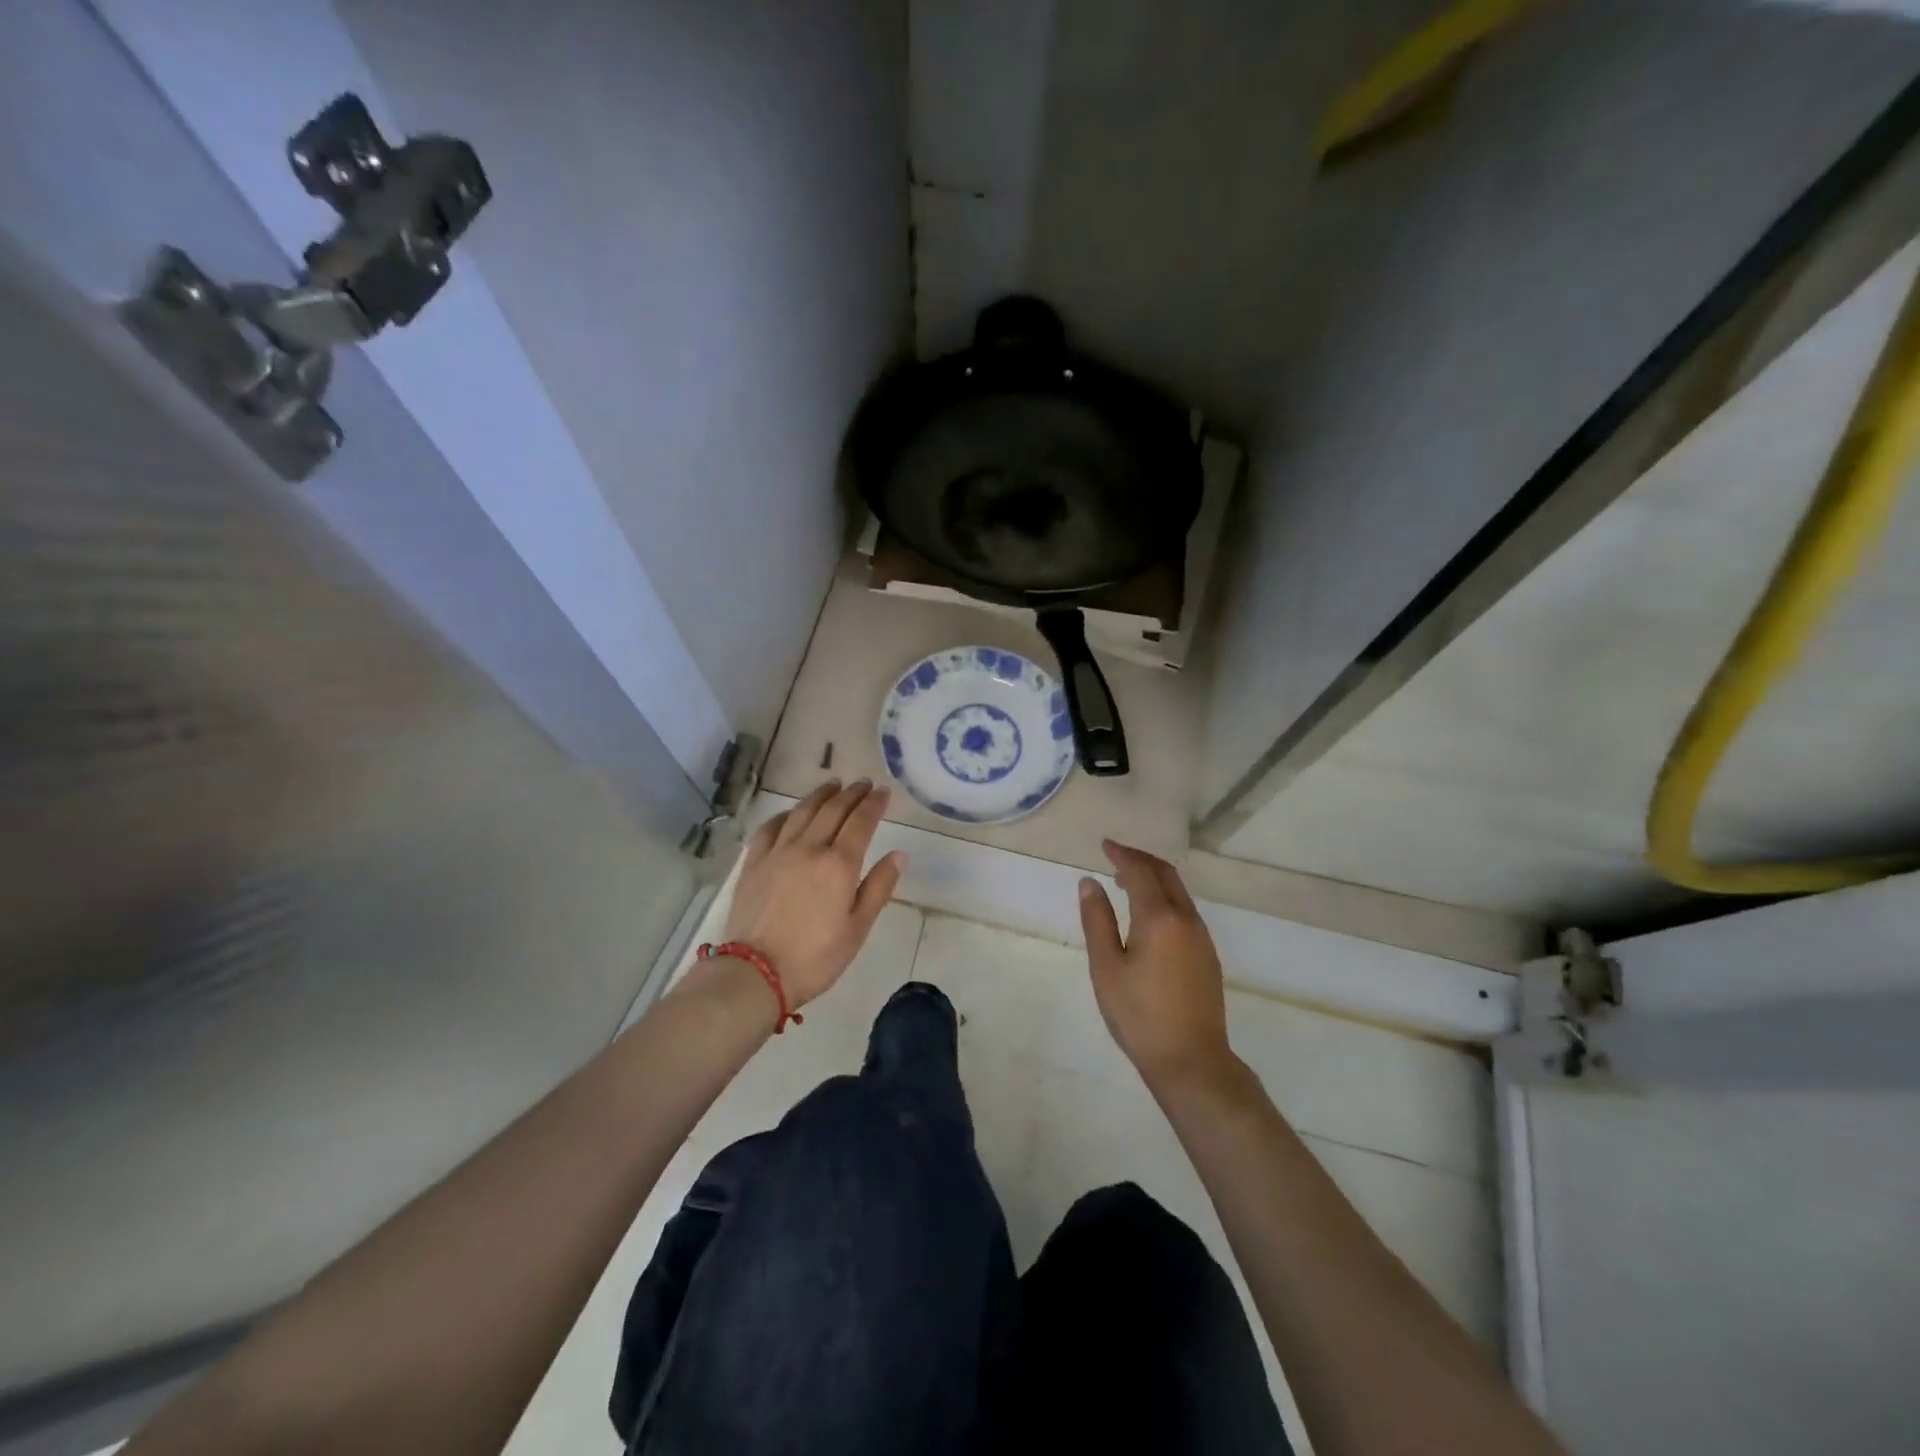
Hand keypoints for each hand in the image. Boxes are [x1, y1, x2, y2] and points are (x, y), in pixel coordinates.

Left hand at [717, 780, 904, 1010]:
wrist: (756, 973)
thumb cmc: (816, 957)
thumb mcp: (858, 928)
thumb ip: (879, 887)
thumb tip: (899, 854)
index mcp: (839, 864)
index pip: (861, 822)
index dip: (874, 804)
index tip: (883, 791)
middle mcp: (809, 848)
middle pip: (832, 810)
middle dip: (851, 794)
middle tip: (863, 784)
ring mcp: (777, 852)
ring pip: (802, 812)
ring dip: (820, 796)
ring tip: (832, 785)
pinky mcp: (754, 863)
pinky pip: (770, 828)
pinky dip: (785, 814)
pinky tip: (791, 813)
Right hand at [1079, 840, 1234, 1090]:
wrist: (1192, 1061)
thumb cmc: (1139, 1015)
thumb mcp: (1106, 968)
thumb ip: (1097, 921)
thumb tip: (1089, 882)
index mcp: (1159, 918)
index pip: (1140, 872)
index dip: (1121, 854)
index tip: (1104, 845)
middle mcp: (1186, 919)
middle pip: (1166, 874)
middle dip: (1140, 859)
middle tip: (1115, 856)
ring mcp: (1201, 937)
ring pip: (1179, 891)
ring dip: (1154, 878)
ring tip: (1126, 882)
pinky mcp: (1208, 954)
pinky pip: (1185, 909)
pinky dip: (1165, 897)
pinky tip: (1148, 914)